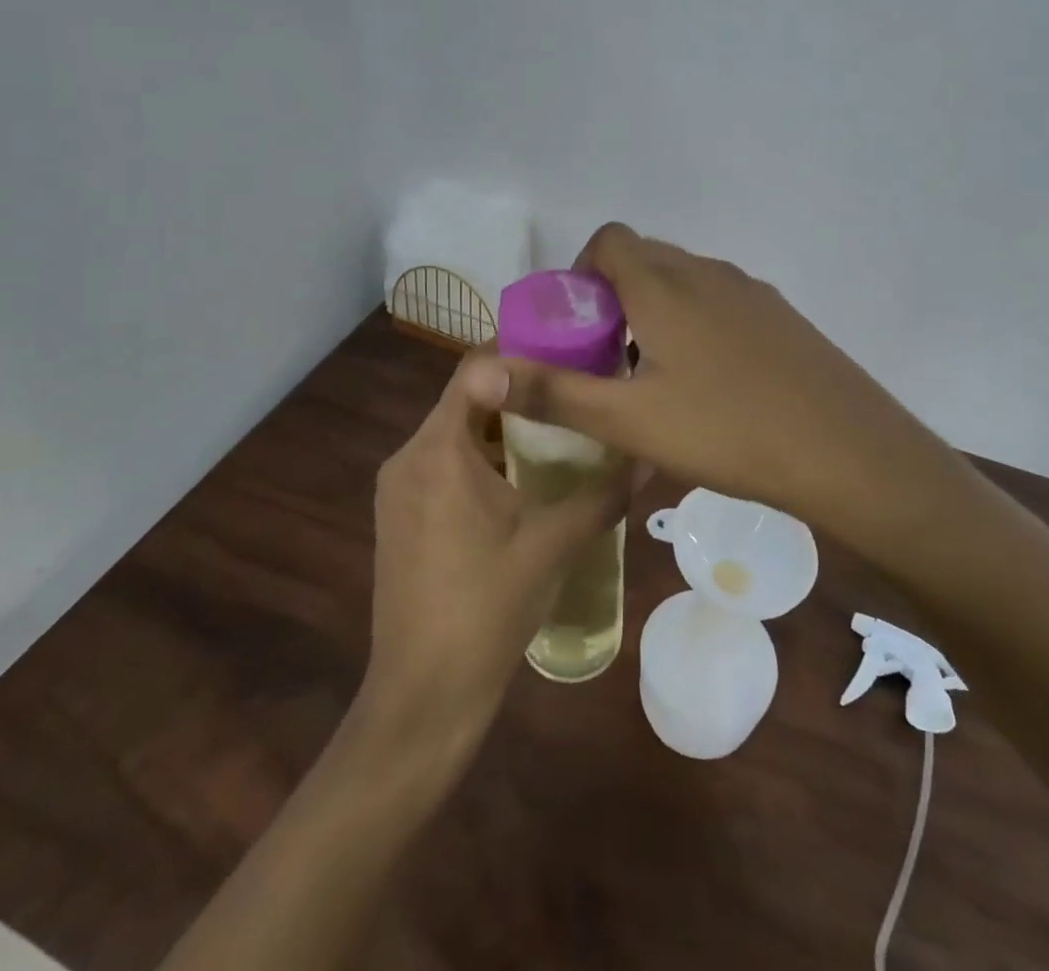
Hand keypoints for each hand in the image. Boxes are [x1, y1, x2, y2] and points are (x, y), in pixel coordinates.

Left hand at [358, 352, 637, 753]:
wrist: (423, 695)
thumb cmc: (487, 609)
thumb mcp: (554, 544)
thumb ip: (604, 493)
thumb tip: (650, 454)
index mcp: (437, 450)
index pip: (475, 369)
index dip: (522, 353)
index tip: (569, 354)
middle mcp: (407, 456)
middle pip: (466, 399)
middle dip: (519, 392)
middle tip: (574, 391)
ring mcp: (398, 488)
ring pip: (454, 433)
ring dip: (501, 427)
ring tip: (558, 429)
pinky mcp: (399, 515)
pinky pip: (442, 464)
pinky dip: (480, 458)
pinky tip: (522, 479)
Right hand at [498, 224, 925, 537]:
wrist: (848, 451)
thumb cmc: (728, 431)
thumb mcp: (630, 420)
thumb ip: (554, 392)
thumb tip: (481, 371)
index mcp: (664, 284)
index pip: (609, 241)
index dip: (581, 273)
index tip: (578, 328)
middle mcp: (706, 272)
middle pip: (644, 258)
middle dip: (614, 297)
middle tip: (608, 360)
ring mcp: (750, 292)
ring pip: (684, 281)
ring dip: (656, 311)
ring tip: (655, 377)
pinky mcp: (781, 316)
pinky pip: (721, 301)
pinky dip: (697, 323)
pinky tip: (711, 385)